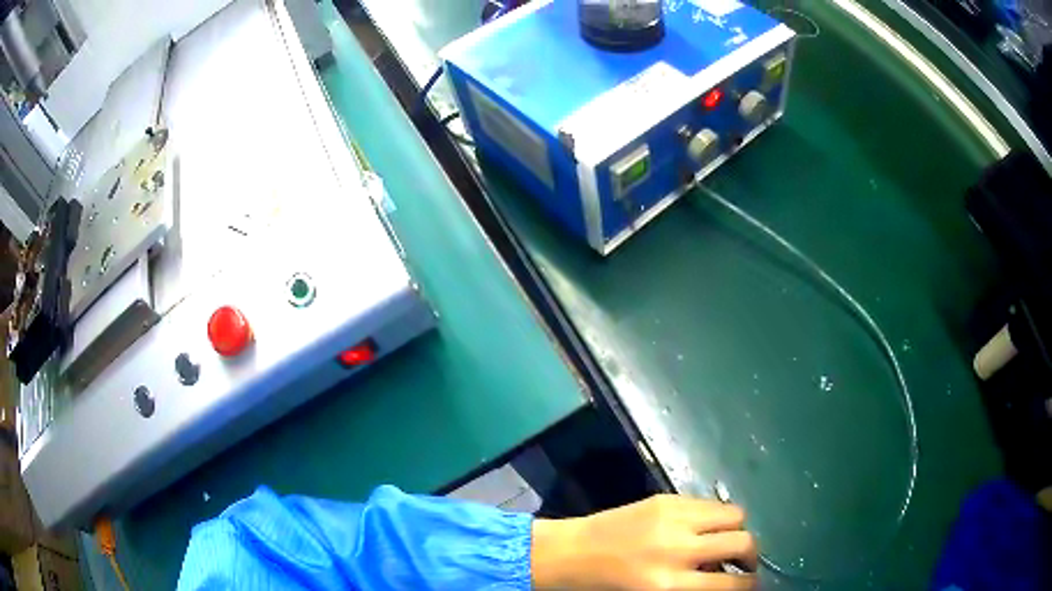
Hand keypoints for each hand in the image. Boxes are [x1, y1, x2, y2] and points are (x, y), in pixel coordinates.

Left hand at [531, 494, 756, 589]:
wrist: (570, 552)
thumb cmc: (606, 585)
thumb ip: (694, 587)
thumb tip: (725, 577)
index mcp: (669, 584)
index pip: (731, 584)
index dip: (750, 585)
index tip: (751, 584)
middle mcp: (677, 548)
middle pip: (743, 541)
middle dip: (751, 556)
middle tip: (742, 564)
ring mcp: (672, 518)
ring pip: (734, 514)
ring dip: (736, 530)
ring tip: (724, 542)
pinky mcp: (665, 498)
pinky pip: (708, 503)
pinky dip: (714, 517)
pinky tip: (701, 528)